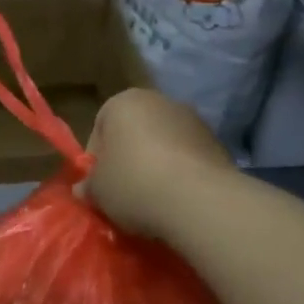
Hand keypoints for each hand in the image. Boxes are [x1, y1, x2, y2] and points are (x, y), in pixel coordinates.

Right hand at [82, 88, 233, 239]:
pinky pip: (191, 161)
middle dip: (130, 159)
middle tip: (125, 193)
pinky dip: (184, 177)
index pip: (100, 128)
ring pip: (166, 146)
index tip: (101, 186)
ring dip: (159, 167)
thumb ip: (89, 186)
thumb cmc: (135, 183)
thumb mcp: (98, 191)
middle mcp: (160, 101)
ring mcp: (194, 121)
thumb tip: (84, 190)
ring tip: (156, 202)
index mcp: (123, 101)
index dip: (98, 160)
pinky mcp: (220, 145)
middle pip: (136, 133)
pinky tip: (180, 202)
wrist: (201, 201)